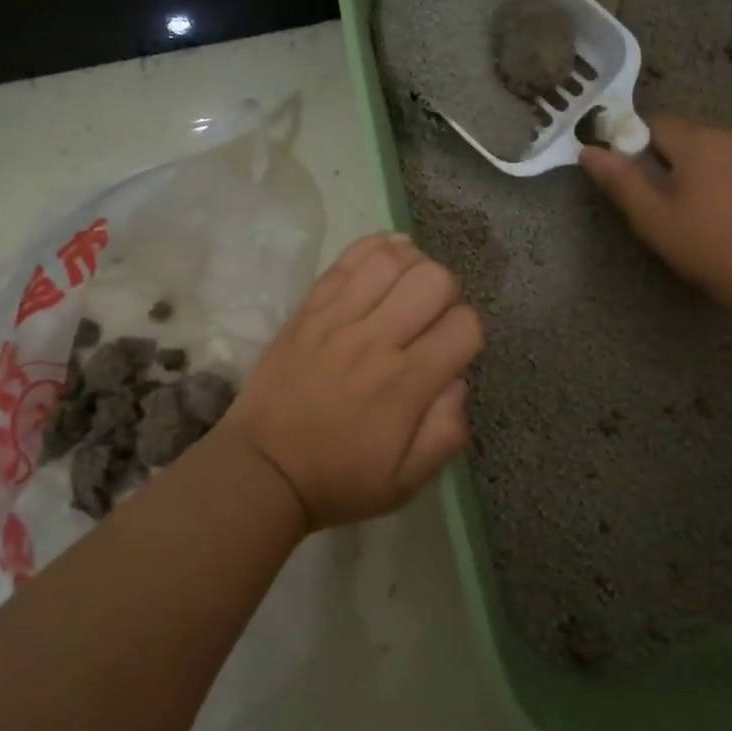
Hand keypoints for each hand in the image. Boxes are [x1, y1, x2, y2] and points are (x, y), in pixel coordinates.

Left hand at [219, 233, 484, 527]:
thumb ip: (446, 435)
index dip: (469, 334)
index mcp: (406, 384)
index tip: (452, 350)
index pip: (464, 326)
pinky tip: (386, 260)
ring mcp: (338, 318)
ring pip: (392, 259)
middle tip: (431, 317)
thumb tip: (459, 382)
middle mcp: (376, 341)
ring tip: (408, 286)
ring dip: (414, 265)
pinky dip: (375, 247)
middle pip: (434, 279)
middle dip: (448, 293)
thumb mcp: (406, 483)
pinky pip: (347, 259)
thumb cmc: (339, 479)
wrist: (262, 469)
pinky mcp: (310, 308)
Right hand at [580, 114, 731, 309]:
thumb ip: (618, 179)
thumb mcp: (651, 215)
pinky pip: (717, 158)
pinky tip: (700, 207)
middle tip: (648, 198)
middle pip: (675, 134)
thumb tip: (587, 151)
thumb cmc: (702, 243)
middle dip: (655, 158)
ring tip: (673, 206)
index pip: (651, 124)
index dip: (630, 146)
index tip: (625, 178)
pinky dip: (701, 174)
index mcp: (698, 140)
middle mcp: (725, 134)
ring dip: (678, 167)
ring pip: (697, 146)